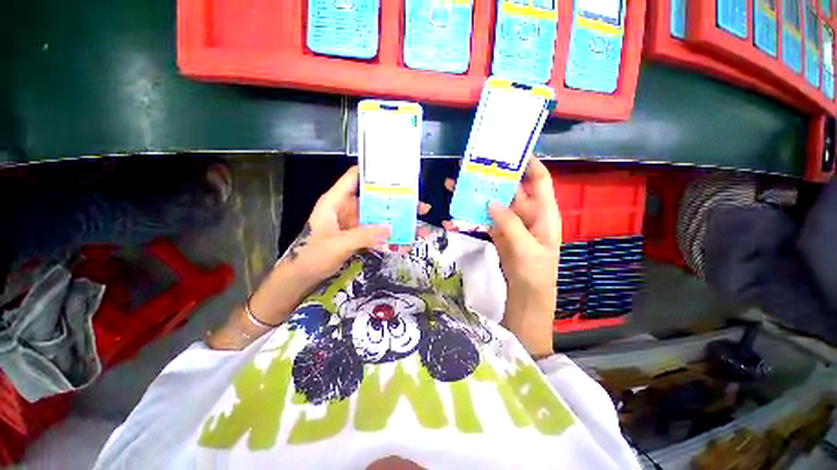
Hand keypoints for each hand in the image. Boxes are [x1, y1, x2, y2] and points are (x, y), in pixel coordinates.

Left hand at [280, 165, 430, 289]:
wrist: (304, 276)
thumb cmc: (313, 256)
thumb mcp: (337, 244)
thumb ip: (363, 235)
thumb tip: (390, 228)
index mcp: (336, 201)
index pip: (355, 177)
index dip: (374, 172)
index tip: (398, 173)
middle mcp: (348, 208)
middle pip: (376, 199)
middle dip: (399, 203)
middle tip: (421, 206)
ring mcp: (355, 222)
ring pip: (381, 217)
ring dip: (399, 223)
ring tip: (420, 229)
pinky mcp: (360, 235)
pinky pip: (379, 233)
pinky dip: (391, 238)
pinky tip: (406, 244)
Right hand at [445, 158, 560, 358]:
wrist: (526, 297)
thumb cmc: (535, 274)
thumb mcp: (526, 249)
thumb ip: (510, 224)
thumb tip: (490, 202)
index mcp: (544, 213)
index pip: (540, 180)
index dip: (529, 163)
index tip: (510, 151)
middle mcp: (528, 214)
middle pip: (512, 189)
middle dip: (494, 177)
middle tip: (474, 165)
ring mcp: (511, 223)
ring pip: (495, 202)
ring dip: (479, 194)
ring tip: (458, 183)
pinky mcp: (498, 233)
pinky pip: (486, 218)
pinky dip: (473, 213)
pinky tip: (458, 208)